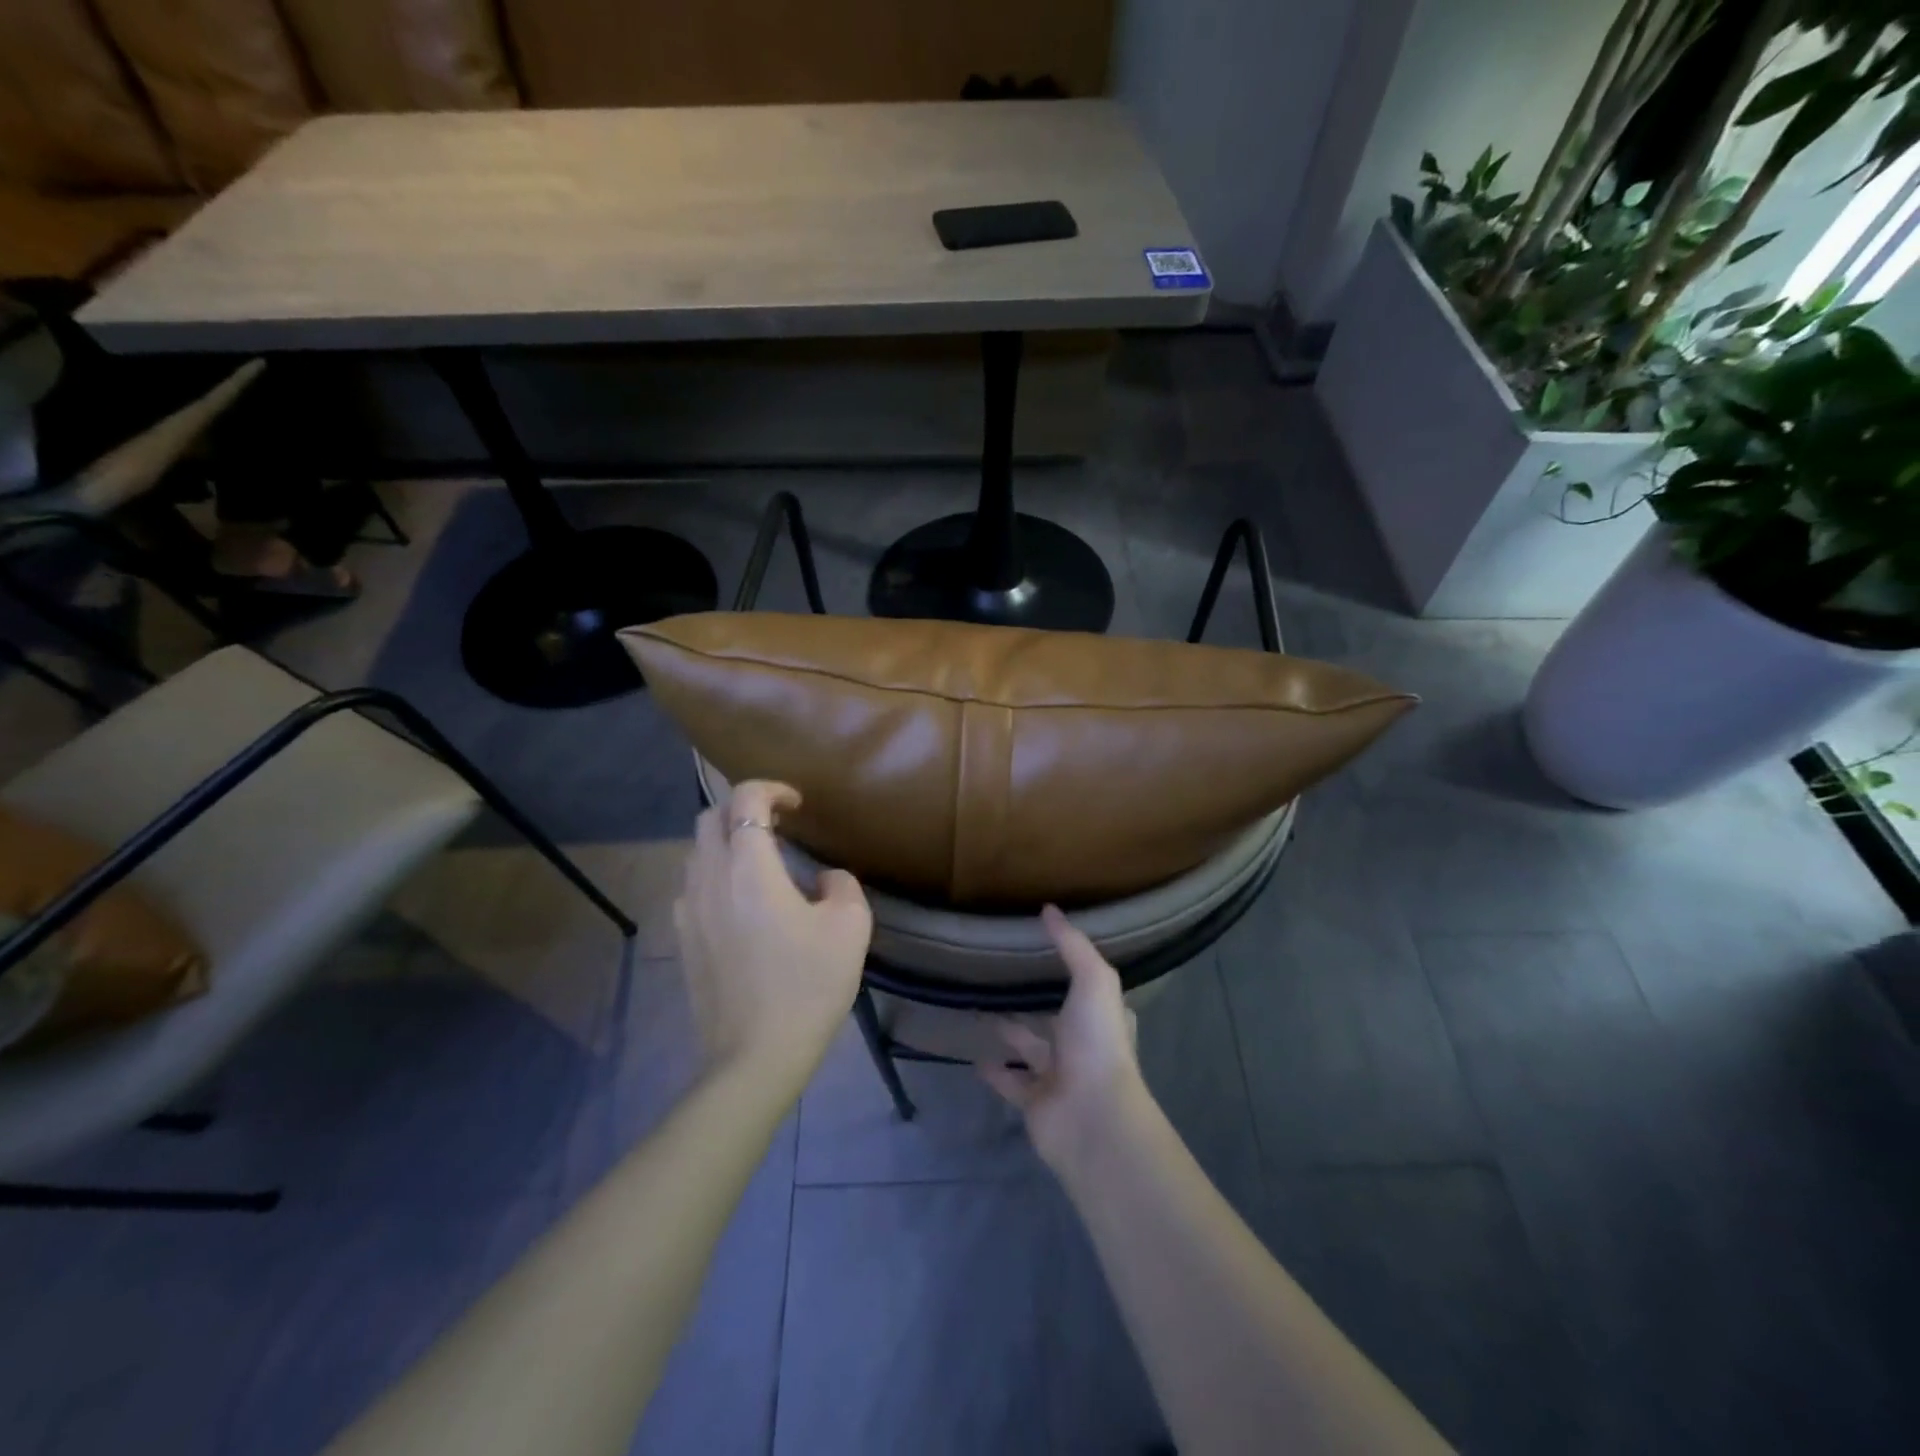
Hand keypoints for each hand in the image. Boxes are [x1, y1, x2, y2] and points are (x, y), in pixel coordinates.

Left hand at [675, 781, 872, 1095]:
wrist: (755, 1056)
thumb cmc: (807, 985)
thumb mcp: (851, 927)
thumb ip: (842, 885)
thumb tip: (823, 878)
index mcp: (749, 868)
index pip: (745, 799)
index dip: (772, 789)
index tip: (798, 804)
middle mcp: (709, 878)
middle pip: (711, 818)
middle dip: (743, 809)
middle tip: (779, 825)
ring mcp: (688, 910)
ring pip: (696, 852)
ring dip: (726, 842)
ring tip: (761, 863)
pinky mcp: (682, 939)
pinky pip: (692, 886)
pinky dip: (714, 875)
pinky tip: (741, 903)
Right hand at [975, 905, 1147, 1168]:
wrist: (1092, 1117)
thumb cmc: (1097, 1042)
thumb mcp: (1092, 980)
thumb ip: (1072, 945)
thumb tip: (1049, 908)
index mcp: (1102, 1017)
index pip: (1089, 989)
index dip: (1074, 972)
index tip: (1046, 951)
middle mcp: (1083, 1045)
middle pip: (1056, 1019)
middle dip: (1037, 1002)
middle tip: (1004, 978)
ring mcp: (1059, 1076)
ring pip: (1030, 1049)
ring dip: (1010, 1032)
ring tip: (981, 1009)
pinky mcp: (1034, 1102)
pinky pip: (1010, 1082)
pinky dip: (994, 1071)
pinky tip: (974, 1055)